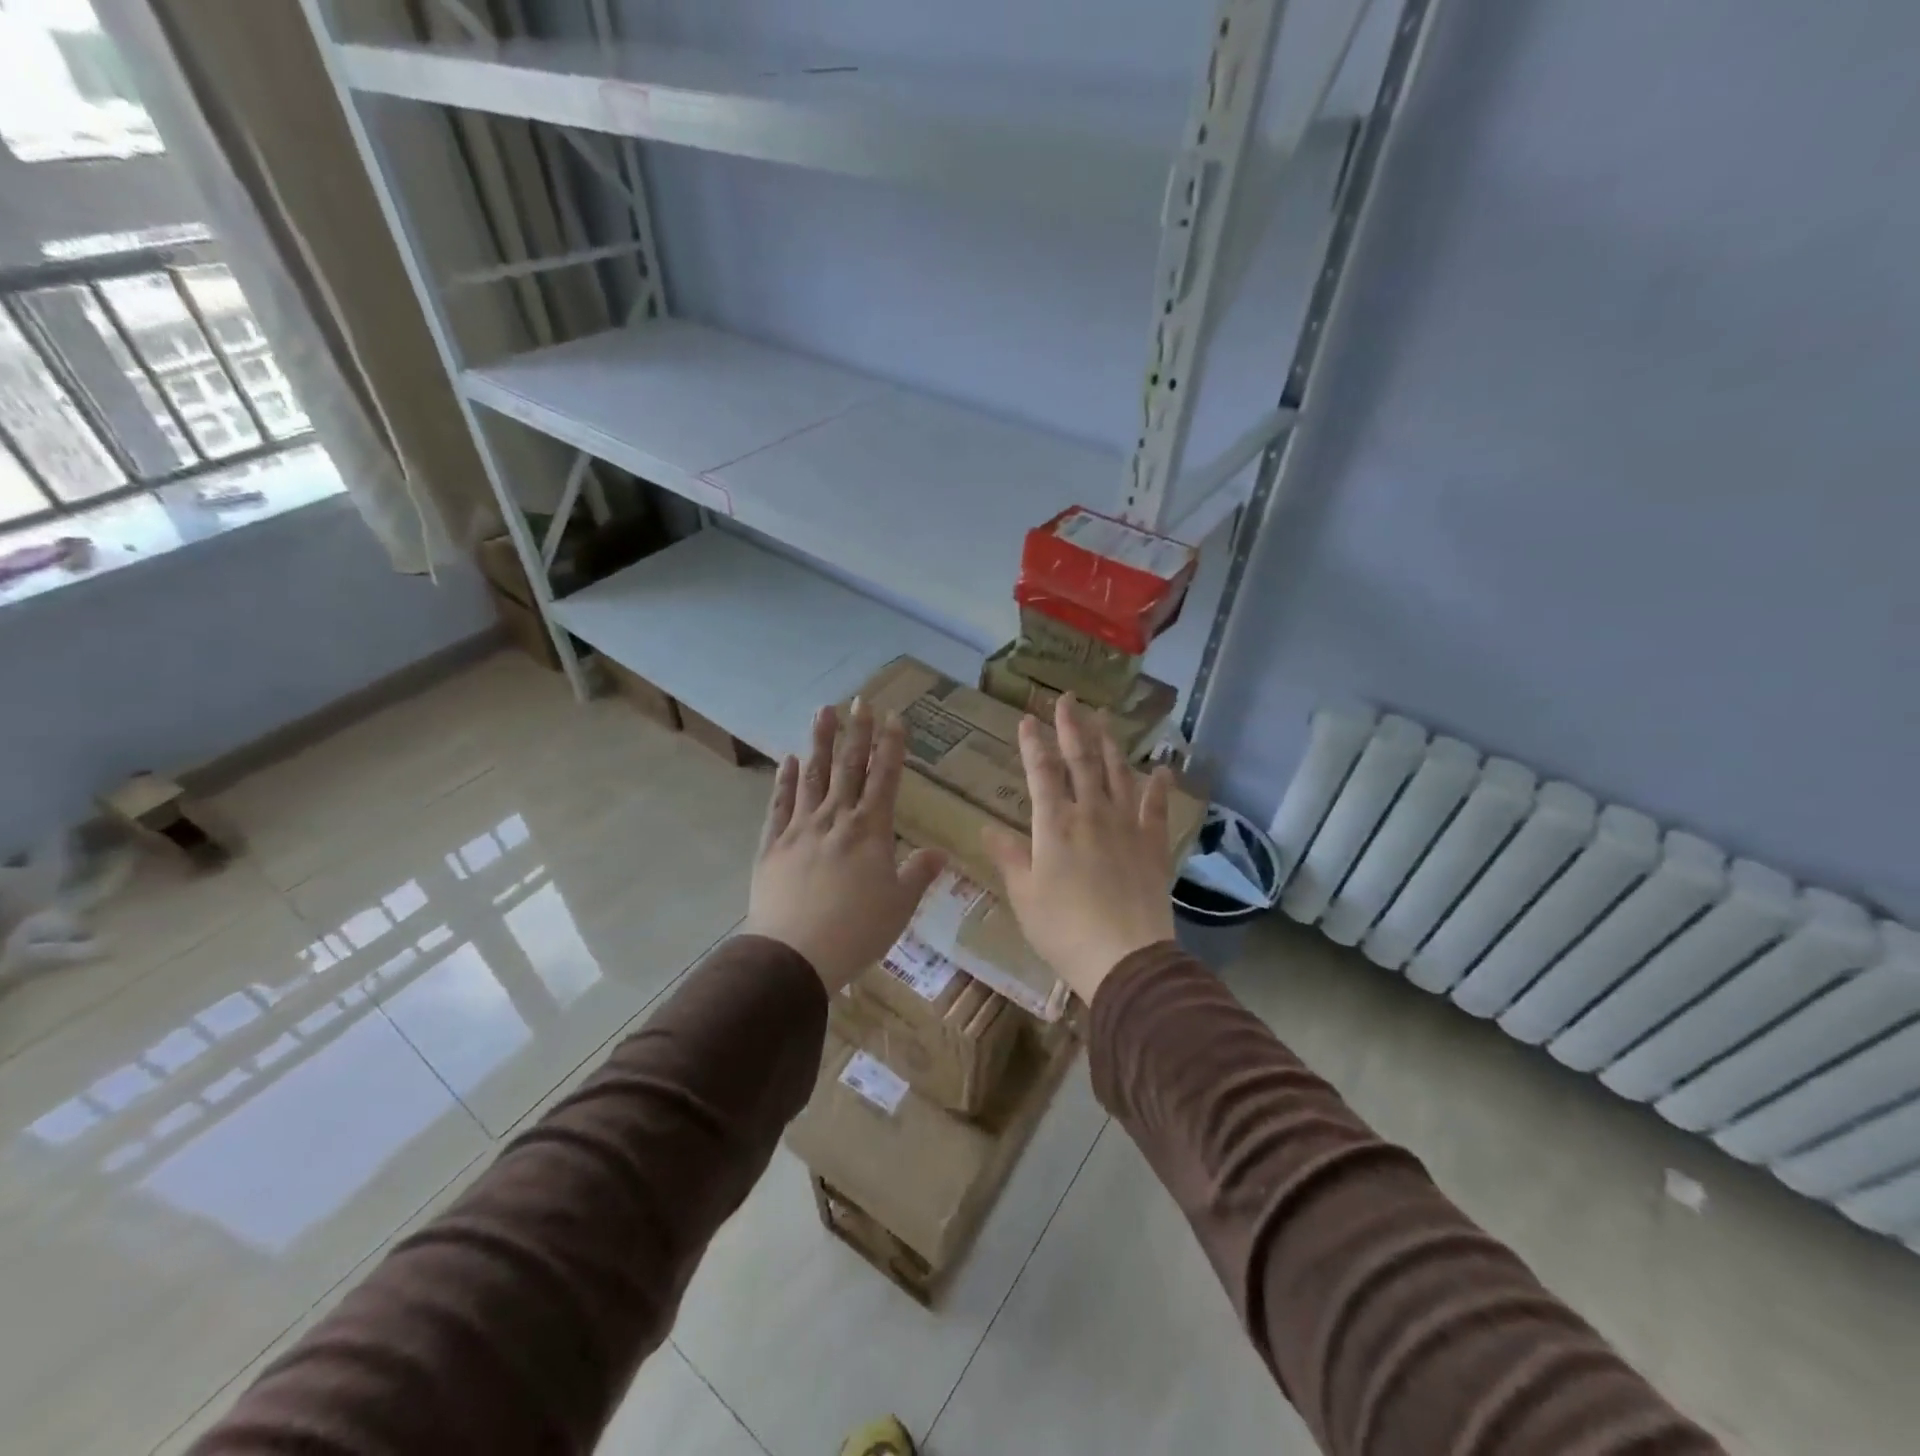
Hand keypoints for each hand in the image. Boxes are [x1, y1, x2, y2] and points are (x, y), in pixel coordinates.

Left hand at [743, 699, 947, 992]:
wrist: (794, 955)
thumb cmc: (856, 931)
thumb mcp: (900, 906)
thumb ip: (919, 874)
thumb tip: (940, 852)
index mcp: (871, 831)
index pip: (885, 778)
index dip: (892, 746)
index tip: (895, 717)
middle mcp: (836, 819)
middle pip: (848, 767)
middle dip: (857, 732)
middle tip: (860, 700)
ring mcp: (801, 828)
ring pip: (812, 776)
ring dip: (820, 742)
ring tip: (824, 711)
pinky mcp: (773, 845)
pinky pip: (780, 805)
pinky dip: (785, 781)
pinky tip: (788, 760)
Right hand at [982, 696, 1176, 1004]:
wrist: (1124, 957)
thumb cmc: (1063, 929)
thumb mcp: (1024, 896)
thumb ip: (1009, 857)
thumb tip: (988, 828)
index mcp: (1054, 825)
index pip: (1041, 773)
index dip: (1032, 744)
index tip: (1027, 719)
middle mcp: (1091, 814)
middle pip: (1081, 761)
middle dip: (1072, 728)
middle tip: (1069, 699)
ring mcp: (1126, 826)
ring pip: (1118, 774)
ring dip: (1110, 744)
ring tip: (1104, 719)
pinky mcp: (1153, 844)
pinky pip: (1157, 808)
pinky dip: (1159, 786)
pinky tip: (1161, 769)